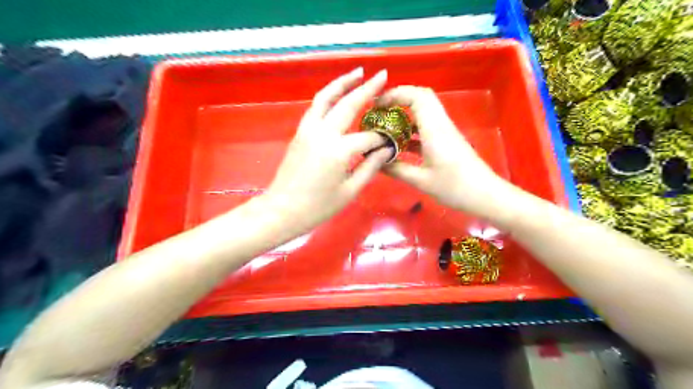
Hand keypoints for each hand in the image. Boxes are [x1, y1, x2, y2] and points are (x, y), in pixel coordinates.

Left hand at [264, 69, 395, 233]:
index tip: (392, 142)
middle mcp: (323, 133)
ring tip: (358, 72)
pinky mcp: (300, 132)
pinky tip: (338, 95)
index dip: (382, 140)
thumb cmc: (318, 207)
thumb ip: (370, 167)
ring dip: (342, 82)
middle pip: (348, 104)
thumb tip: (386, 150)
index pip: (368, 137)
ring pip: (326, 97)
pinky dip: (328, 96)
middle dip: (367, 88)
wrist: (282, 210)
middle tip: (382, 75)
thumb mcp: (350, 191)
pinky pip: (316, 107)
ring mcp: (308, 129)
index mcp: (338, 151)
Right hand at [378, 85, 509, 217]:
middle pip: (421, 97)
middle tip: (379, 111)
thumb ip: (396, 169)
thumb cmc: (454, 187)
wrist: (484, 195)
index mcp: (434, 129)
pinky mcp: (446, 140)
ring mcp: (445, 131)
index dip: (396, 94)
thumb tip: (375, 161)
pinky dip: (411, 129)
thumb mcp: (421, 181)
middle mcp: (440, 124)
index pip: (417, 96)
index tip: (377, 104)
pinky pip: (427, 126)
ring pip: (424, 111)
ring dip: (404, 114)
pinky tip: (399, 144)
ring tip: (385, 126)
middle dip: (399, 99)